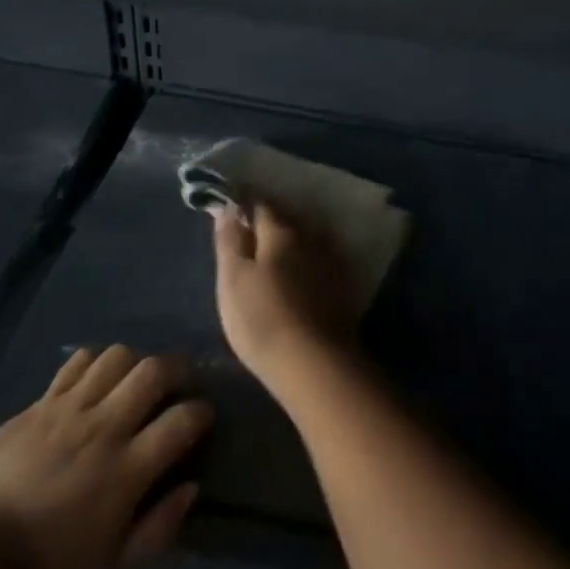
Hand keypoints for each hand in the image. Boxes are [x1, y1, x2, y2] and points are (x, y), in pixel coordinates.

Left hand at [0, 347, 211, 568]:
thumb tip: (192, 487)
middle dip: (178, 369)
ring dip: (136, 363)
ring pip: (118, 357)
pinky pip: (78, 363)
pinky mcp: (42, 403)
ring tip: (136, 380)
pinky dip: (96, 363)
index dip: (202, 412)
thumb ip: (162, 527)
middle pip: (154, 372)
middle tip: (180, 382)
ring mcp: (70, 410)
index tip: (202, 418)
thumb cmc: (53, 563)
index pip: (183, 420)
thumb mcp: (116, 564)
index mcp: (128, 469)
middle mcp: (105, 429)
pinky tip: (97, 380)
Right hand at [213, 203, 361, 394]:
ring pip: (307, 238)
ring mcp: (331, 260)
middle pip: (287, 219)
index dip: (244, 206)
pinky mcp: (342, 285)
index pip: (260, 205)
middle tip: (249, 235)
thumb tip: (227, 206)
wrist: (314, 363)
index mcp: (281, 230)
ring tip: (273, 255)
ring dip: (292, 240)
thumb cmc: (262, 319)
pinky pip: (320, 260)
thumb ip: (229, 240)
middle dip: (269, 221)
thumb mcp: (232, 279)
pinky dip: (307, 260)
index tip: (230, 211)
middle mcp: (311, 236)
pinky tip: (300, 274)